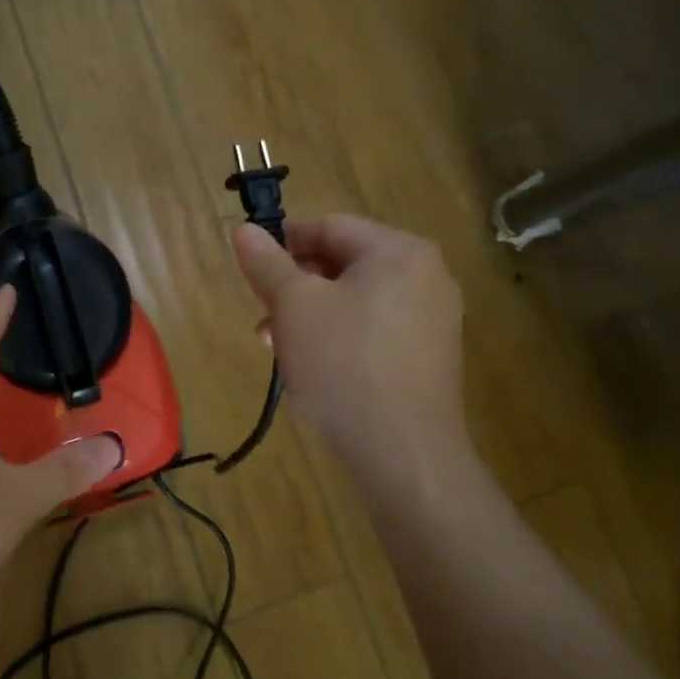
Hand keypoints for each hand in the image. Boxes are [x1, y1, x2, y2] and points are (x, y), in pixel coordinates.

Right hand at [233, 214, 468, 476]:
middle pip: (344, 262)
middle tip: (262, 313)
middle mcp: (426, 275)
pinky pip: (375, 327)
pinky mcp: (430, 356)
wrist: (402, 452)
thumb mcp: (293, 306)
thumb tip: (245, 230)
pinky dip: (339, 335)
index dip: (283, 241)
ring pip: (357, 298)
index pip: (329, 226)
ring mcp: (434, 318)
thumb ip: (267, 263)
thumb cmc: (343, 364)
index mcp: (398, 251)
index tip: (251, 268)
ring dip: (311, 313)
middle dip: (295, 284)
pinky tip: (314, 365)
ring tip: (278, 346)